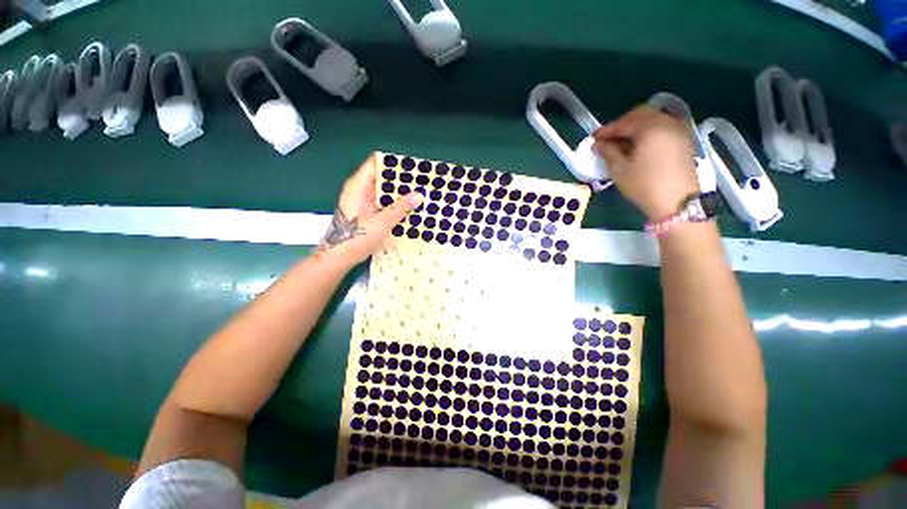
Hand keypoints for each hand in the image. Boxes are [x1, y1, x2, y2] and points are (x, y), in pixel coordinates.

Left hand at [318, 153, 422, 265]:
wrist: (339, 257)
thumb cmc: (356, 238)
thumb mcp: (381, 223)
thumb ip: (400, 208)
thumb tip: (419, 195)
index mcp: (359, 185)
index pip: (377, 163)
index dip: (395, 163)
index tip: (414, 167)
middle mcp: (360, 189)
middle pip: (382, 176)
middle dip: (402, 179)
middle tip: (422, 183)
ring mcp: (363, 201)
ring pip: (384, 191)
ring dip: (400, 193)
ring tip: (420, 195)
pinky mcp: (367, 211)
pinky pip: (383, 202)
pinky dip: (395, 204)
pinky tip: (409, 209)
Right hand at [592, 105, 699, 219]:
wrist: (677, 202)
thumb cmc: (644, 185)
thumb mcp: (619, 170)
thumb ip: (608, 152)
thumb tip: (598, 144)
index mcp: (650, 127)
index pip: (624, 123)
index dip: (606, 130)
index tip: (593, 139)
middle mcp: (667, 122)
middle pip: (641, 115)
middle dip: (622, 124)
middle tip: (608, 138)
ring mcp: (679, 130)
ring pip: (654, 120)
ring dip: (636, 127)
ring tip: (622, 142)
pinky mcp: (684, 140)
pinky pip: (663, 127)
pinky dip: (649, 132)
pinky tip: (639, 145)